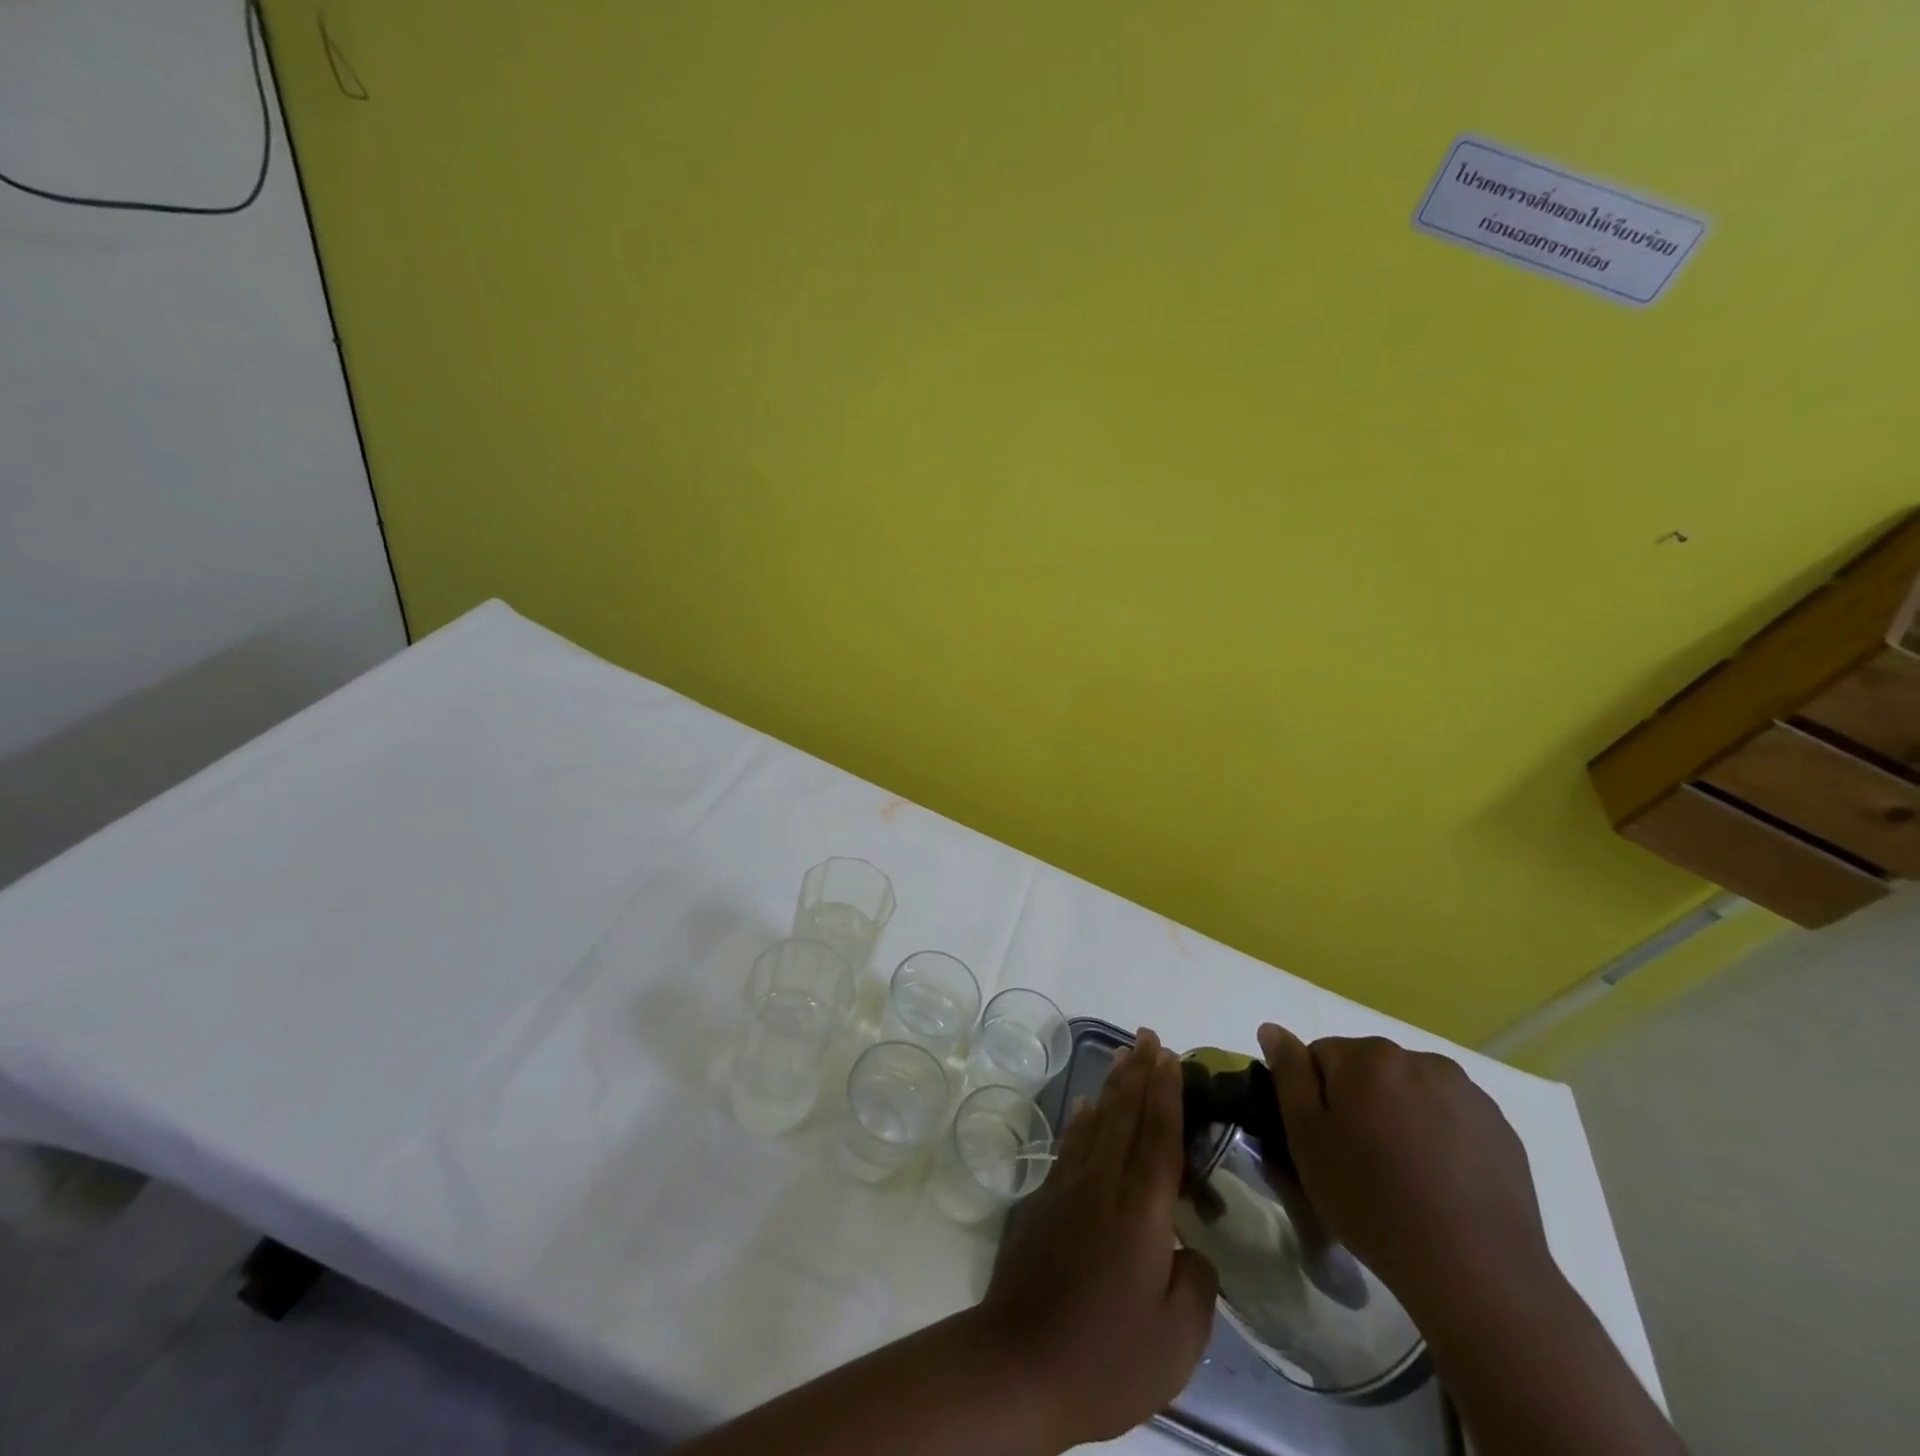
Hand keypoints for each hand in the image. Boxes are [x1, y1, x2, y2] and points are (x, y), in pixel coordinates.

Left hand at [978, 1027, 1218, 1447]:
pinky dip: (1082, 1120)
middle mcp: (1102, 1185)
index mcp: (1140, 1212)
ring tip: (1124, 1055)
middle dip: (1140, 1073)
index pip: (1159, 1137)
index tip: (1171, 1056)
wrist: (1018, 1366)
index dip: (1167, 1093)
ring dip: (1112, 1086)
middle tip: (1149, 1036)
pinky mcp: (1044, 1202)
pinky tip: (1087, 1108)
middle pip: (1125, 1115)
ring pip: (1096, 1122)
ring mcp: (1067, 1189)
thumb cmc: (1105, 1359)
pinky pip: (1070, 1145)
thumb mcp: (1176, 1342)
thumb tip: (1190, 1250)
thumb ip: (1196, 1285)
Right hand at [1257, 1024, 1553, 1316]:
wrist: (1476, 1273)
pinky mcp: (1501, 1128)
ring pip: (1410, 1091)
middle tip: (1360, 1161)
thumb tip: (1272, 1028)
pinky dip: (1439, 1136)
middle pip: (1368, 1069)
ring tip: (1404, 1175)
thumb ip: (1289, 1074)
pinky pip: (1451, 1116)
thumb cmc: (1372, 1201)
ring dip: (1399, 1115)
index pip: (1320, 1055)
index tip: (1324, 1141)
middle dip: (1359, 1102)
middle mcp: (1419, 1059)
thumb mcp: (1307, 1138)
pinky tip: (1440, 1183)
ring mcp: (1467, 1092)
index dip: (1315, 1098)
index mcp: (1368, 1057)